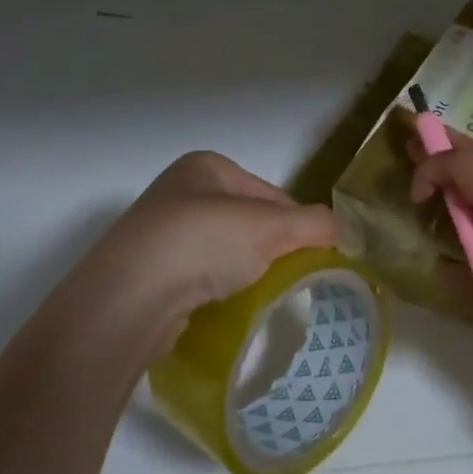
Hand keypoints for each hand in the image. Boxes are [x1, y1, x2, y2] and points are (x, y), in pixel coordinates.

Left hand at [37, 152, 338, 374]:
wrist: (130, 298)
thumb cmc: (204, 243)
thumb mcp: (272, 228)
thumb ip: (314, 224)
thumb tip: (342, 227)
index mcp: (207, 167)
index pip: (271, 194)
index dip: (298, 224)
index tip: (315, 256)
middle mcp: (179, 191)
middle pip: (246, 221)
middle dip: (270, 249)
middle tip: (289, 279)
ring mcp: (158, 233)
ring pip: (222, 251)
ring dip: (242, 271)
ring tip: (256, 296)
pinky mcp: (146, 272)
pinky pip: (197, 277)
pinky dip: (214, 290)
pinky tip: (222, 307)